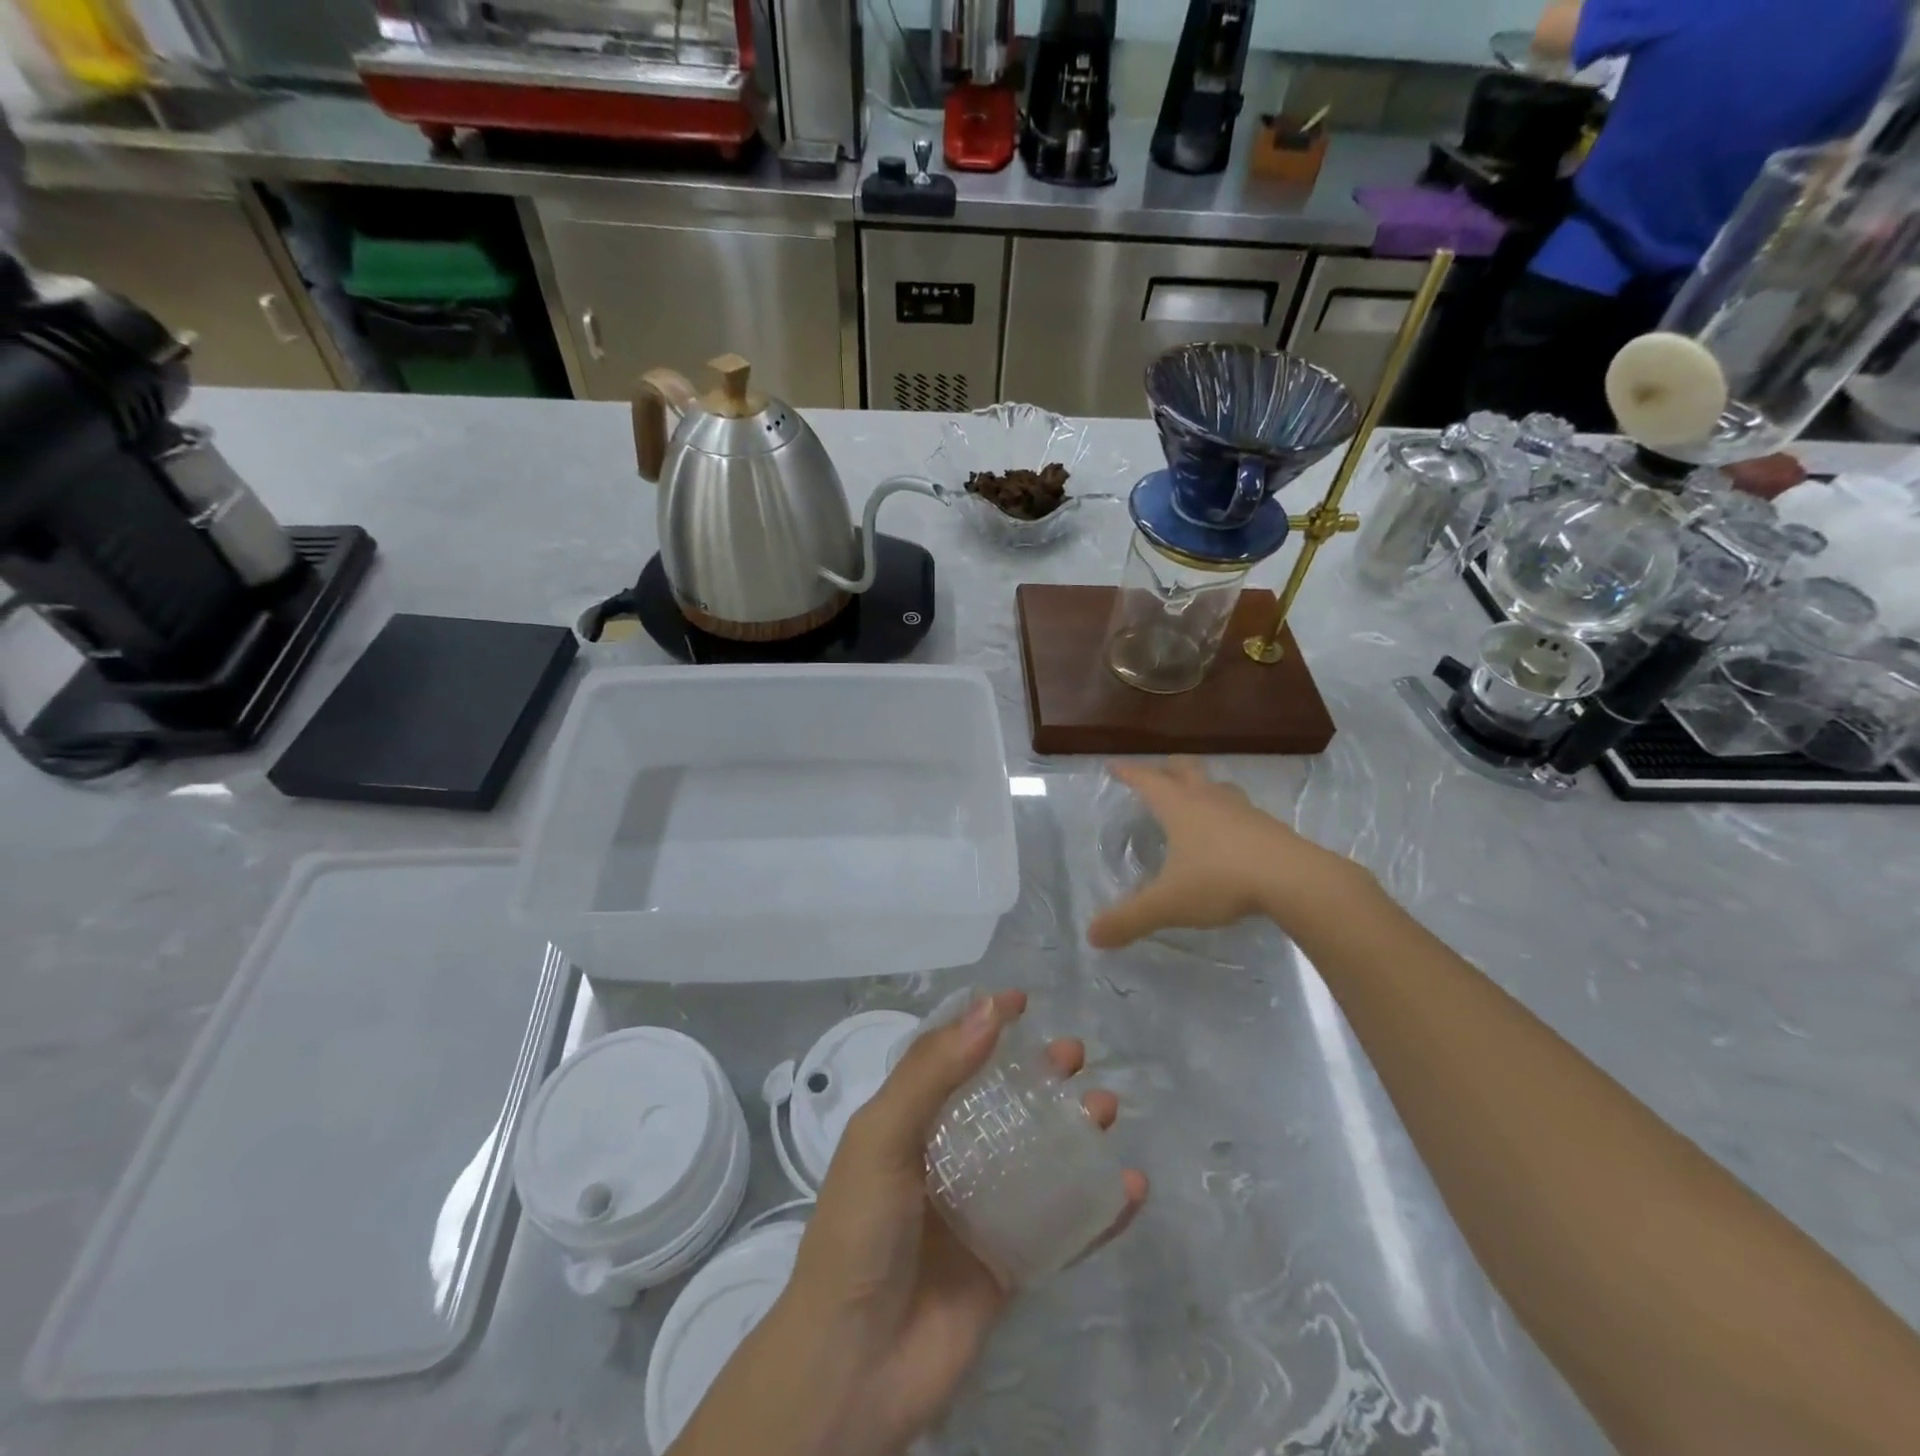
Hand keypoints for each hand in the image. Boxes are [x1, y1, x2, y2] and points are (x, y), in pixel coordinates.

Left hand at [671, 991, 1146, 1455]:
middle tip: (1074, 1053)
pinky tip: (1130, 1188)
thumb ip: (932, 1074)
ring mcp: (977, 1212)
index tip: (1021, 1001)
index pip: (947, 1058)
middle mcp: (943, 1160)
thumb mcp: (882, 1137)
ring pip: (1035, 1157)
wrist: (853, 1369)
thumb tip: (988, 1011)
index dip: (981, 1025)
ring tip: (1106, 1108)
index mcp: (906, 1124)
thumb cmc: (859, 1234)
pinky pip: (1060, 1228)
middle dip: (1037, 1074)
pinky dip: (1096, 1209)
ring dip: (1073, 1130)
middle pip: (999, 1102)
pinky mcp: (1006, 1264)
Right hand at [1086, 758, 1361, 948]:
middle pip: (1185, 769)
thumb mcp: (1168, 904)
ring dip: (1202, 788)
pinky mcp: (1270, 827)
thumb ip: (1130, 919)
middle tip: (1156, 775)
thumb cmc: (1221, 880)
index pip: (1147, 780)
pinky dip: (1228, 814)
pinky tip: (1230, 835)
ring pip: (1217, 787)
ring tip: (1195, 800)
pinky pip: (1242, 811)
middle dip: (1167, 769)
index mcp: (1179, 807)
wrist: (1295, 880)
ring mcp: (1243, 811)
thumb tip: (1092, 936)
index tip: (1114, 766)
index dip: (1128, 772)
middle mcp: (1209, 800)